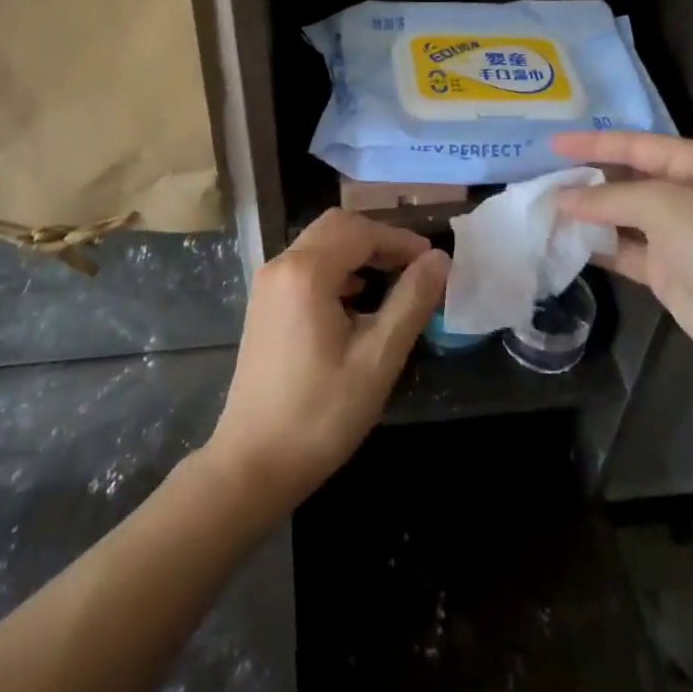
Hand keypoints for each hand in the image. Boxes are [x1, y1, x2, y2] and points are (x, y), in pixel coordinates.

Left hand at [203, 210, 447, 513]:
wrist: (253, 464)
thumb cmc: (320, 414)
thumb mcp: (377, 359)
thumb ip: (411, 301)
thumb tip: (439, 259)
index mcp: (305, 272)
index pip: (361, 231)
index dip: (401, 240)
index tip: (433, 262)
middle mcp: (281, 265)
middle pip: (337, 227)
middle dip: (379, 240)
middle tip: (415, 267)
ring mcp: (268, 285)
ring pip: (320, 244)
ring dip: (358, 253)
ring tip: (394, 281)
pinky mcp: (265, 304)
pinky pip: (306, 267)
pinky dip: (337, 270)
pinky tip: (358, 303)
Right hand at [550, 131, 692, 378]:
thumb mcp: (664, 204)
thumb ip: (609, 197)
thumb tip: (562, 198)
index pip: (635, 145)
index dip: (592, 144)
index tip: (551, 145)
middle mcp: (687, 194)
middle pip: (627, 179)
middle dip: (586, 179)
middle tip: (541, 178)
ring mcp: (677, 235)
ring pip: (621, 216)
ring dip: (587, 214)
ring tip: (543, 209)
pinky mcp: (667, 271)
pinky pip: (624, 251)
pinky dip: (597, 246)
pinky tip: (564, 241)